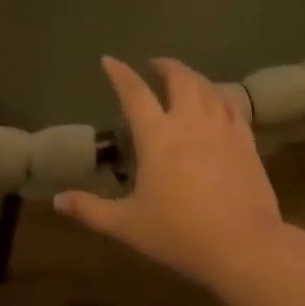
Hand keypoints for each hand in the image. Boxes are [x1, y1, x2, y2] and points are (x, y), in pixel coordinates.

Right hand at [53, 56, 288, 289]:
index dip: (120, 74)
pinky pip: (234, 107)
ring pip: (209, 88)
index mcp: (157, 136)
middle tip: (156, 65)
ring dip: (194, 77)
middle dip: (166, 66)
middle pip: (180, 78)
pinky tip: (220, 103)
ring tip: (186, 81)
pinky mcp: (246, 142)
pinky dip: (222, 97)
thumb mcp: (127, 225)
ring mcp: (223, 129)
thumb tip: (57, 201)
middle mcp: (190, 122)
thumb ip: (90, 210)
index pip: (134, 93)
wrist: (242, 244)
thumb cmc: (179, 233)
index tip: (109, 61)